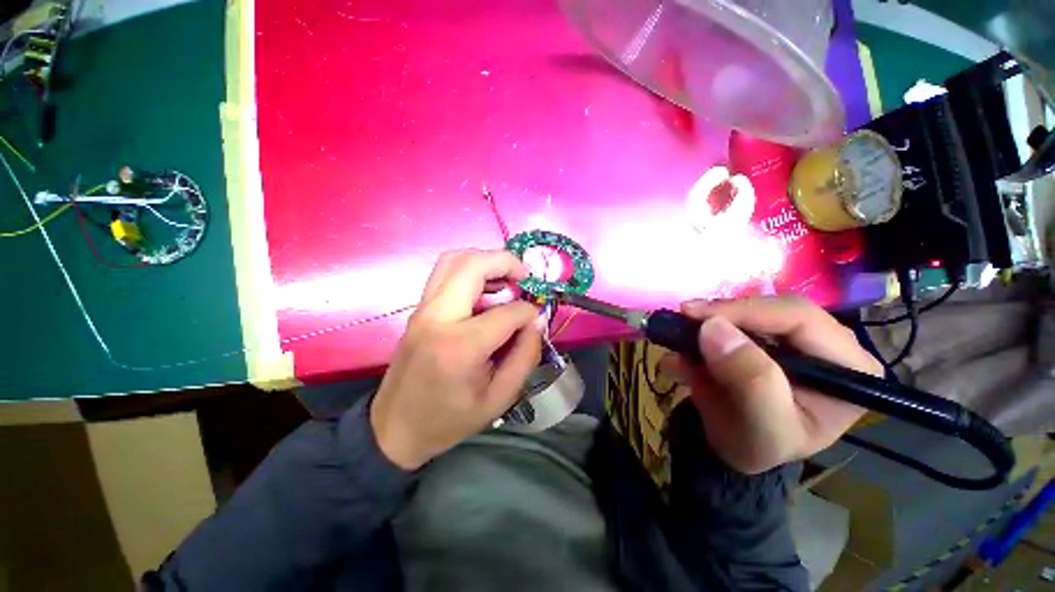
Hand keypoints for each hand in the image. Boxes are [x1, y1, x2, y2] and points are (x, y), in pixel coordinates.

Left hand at [370, 250, 543, 469]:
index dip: (529, 313)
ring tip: (507, 279)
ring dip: (486, 260)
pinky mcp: (419, 309)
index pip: (508, 312)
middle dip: (507, 262)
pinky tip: (486, 289)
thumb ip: (526, 356)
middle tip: (526, 278)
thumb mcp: (499, 398)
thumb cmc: (450, 419)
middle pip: (473, 264)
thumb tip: (537, 320)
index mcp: (461, 345)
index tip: (536, 320)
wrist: (394, 429)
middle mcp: (438, 316)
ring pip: (454, 259)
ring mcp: (423, 309)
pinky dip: (471, 270)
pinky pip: (445, 273)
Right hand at [666, 296, 883, 474]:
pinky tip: (682, 354)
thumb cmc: (759, 448)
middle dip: (723, 314)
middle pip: (772, 308)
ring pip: (747, 310)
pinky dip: (700, 332)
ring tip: (676, 339)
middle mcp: (826, 343)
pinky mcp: (761, 336)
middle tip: (682, 319)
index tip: (693, 314)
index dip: (744, 310)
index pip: (799, 317)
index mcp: (848, 366)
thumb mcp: (763, 427)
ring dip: (707, 323)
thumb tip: (713, 327)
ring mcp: (791, 337)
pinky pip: (729, 320)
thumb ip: (750, 380)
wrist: (734, 449)